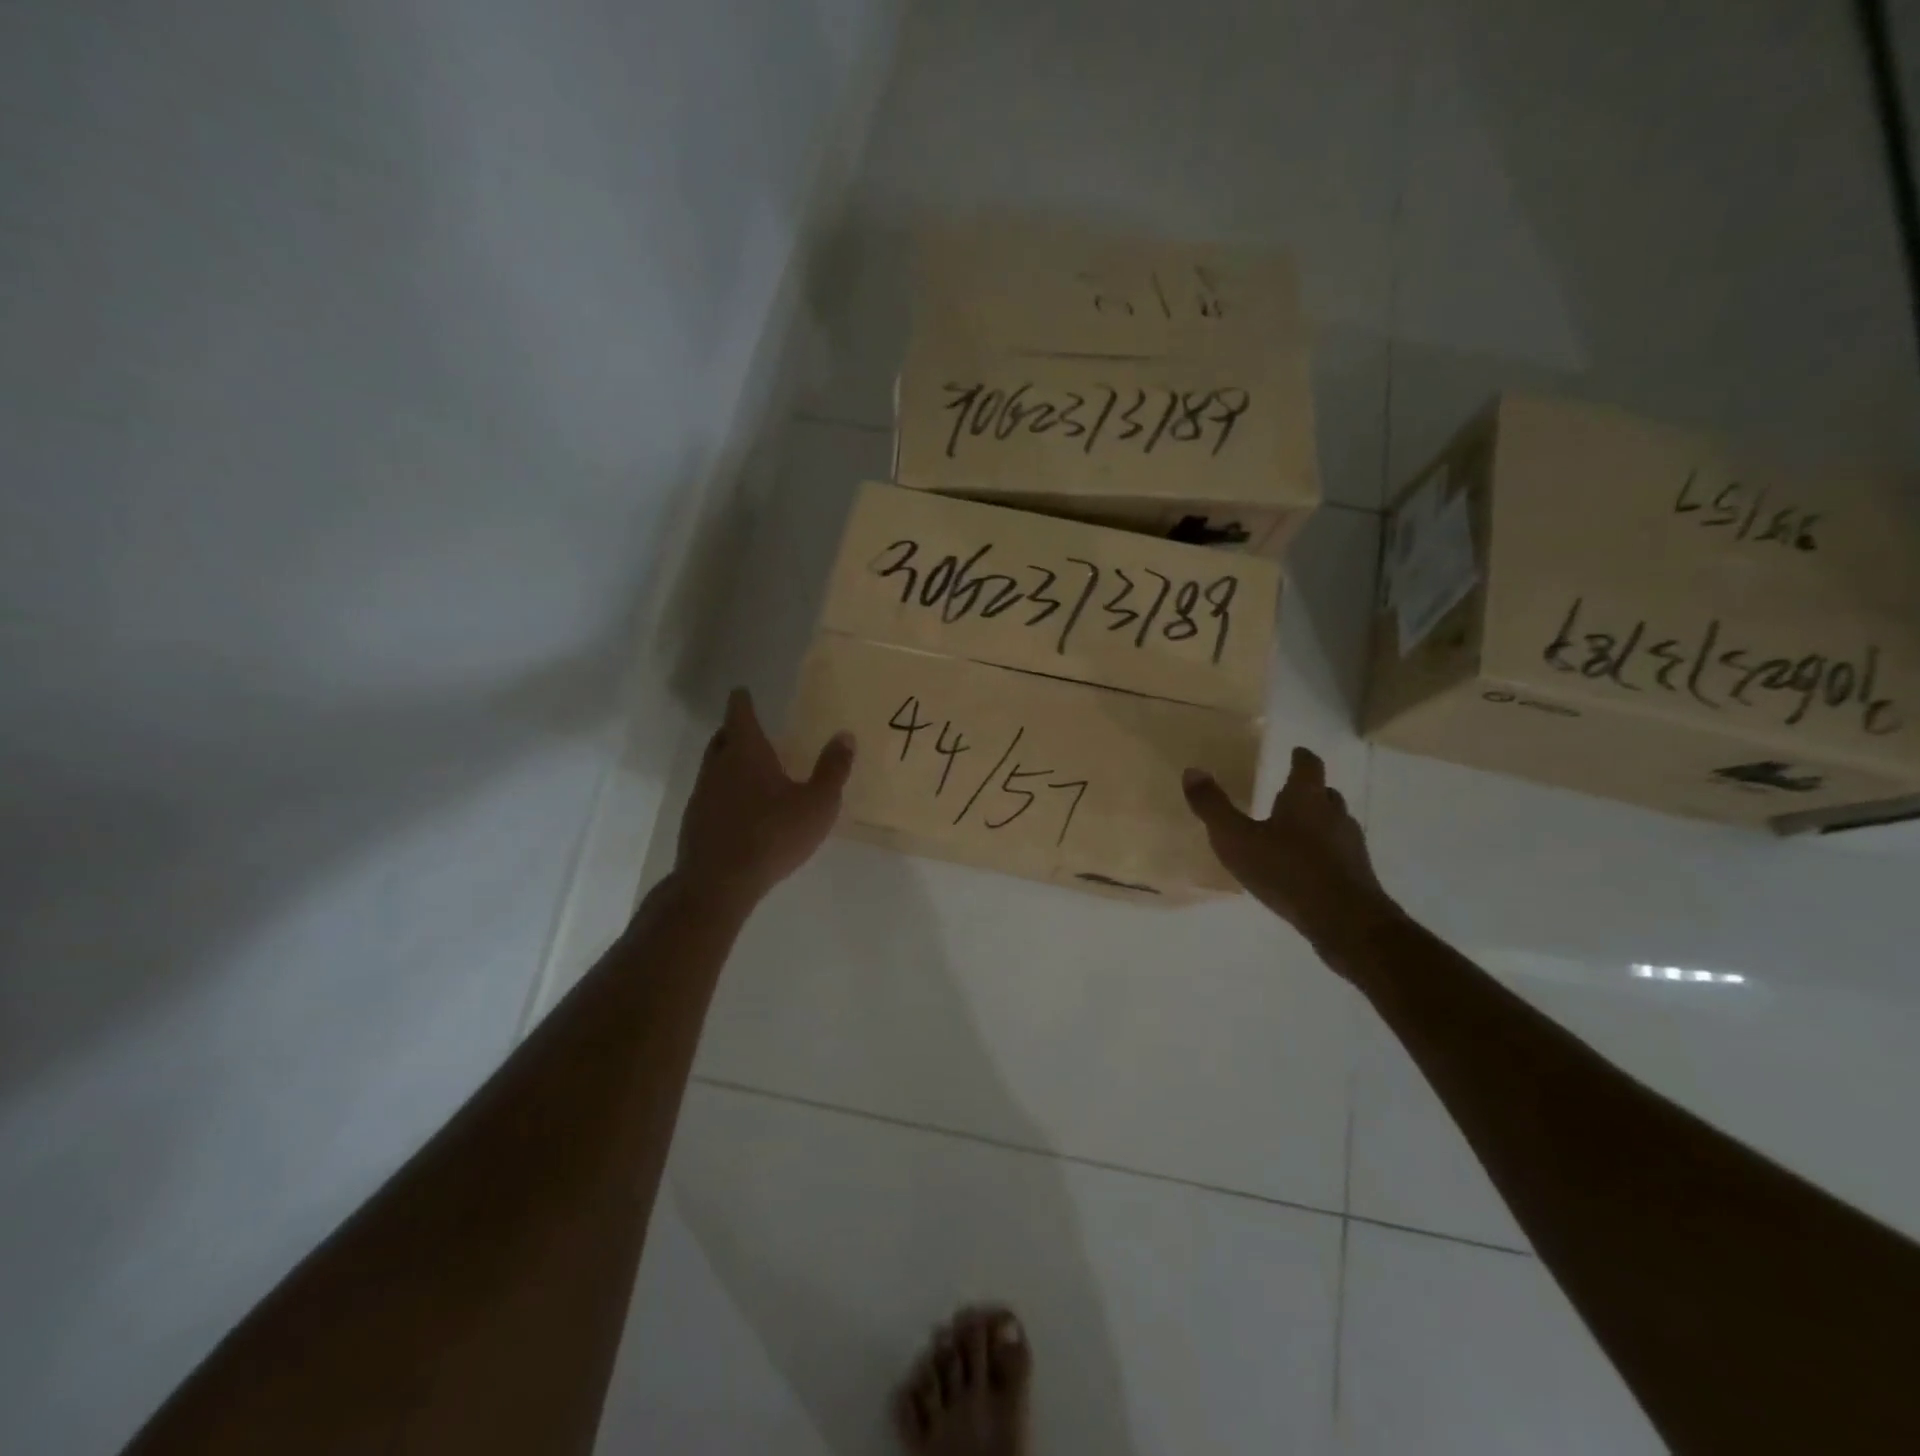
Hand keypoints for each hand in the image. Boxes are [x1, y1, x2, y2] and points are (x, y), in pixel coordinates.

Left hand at [674, 688, 854, 908]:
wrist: (718, 884)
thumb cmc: (772, 835)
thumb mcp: (817, 804)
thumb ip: (833, 769)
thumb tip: (845, 735)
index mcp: (746, 752)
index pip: (740, 713)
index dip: (742, 700)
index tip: (743, 691)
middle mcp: (718, 766)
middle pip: (722, 737)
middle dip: (735, 729)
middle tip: (751, 728)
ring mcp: (701, 794)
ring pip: (714, 766)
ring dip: (729, 761)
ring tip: (750, 768)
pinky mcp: (695, 822)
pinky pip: (711, 794)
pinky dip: (724, 790)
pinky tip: (741, 808)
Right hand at [1183, 747, 1399, 964]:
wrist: (1344, 921)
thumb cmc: (1286, 870)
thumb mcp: (1236, 839)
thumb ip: (1213, 807)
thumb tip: (1192, 771)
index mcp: (1306, 798)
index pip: (1308, 766)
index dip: (1301, 758)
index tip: (1296, 752)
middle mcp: (1333, 814)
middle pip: (1325, 793)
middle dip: (1310, 790)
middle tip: (1290, 792)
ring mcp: (1350, 845)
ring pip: (1335, 823)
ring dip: (1319, 822)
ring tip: (1295, 832)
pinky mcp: (1357, 874)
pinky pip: (1338, 853)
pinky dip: (1324, 852)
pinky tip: (1306, 867)